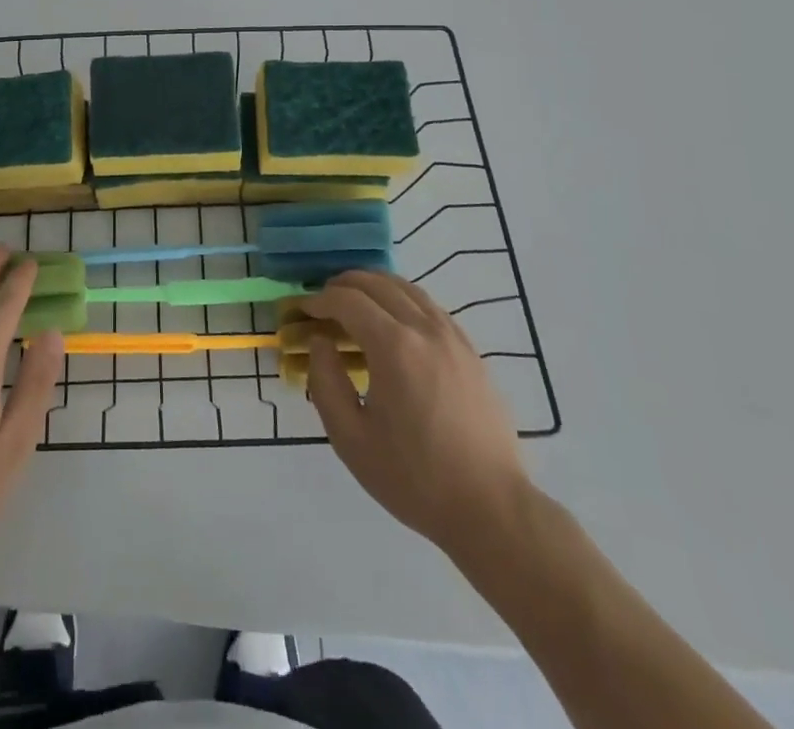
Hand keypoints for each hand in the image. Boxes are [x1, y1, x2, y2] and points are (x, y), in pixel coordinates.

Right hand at [303, 271, 531, 565]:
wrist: (491, 509)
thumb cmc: (414, 478)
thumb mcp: (351, 438)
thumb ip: (326, 382)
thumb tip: (320, 342)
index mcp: (393, 346)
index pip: (347, 300)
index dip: (319, 300)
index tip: (302, 312)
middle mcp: (424, 329)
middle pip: (377, 284)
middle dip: (343, 285)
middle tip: (322, 302)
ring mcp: (453, 337)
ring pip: (407, 288)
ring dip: (374, 286)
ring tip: (354, 301)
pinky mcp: (471, 351)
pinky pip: (430, 307)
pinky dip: (403, 299)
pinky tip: (394, 320)